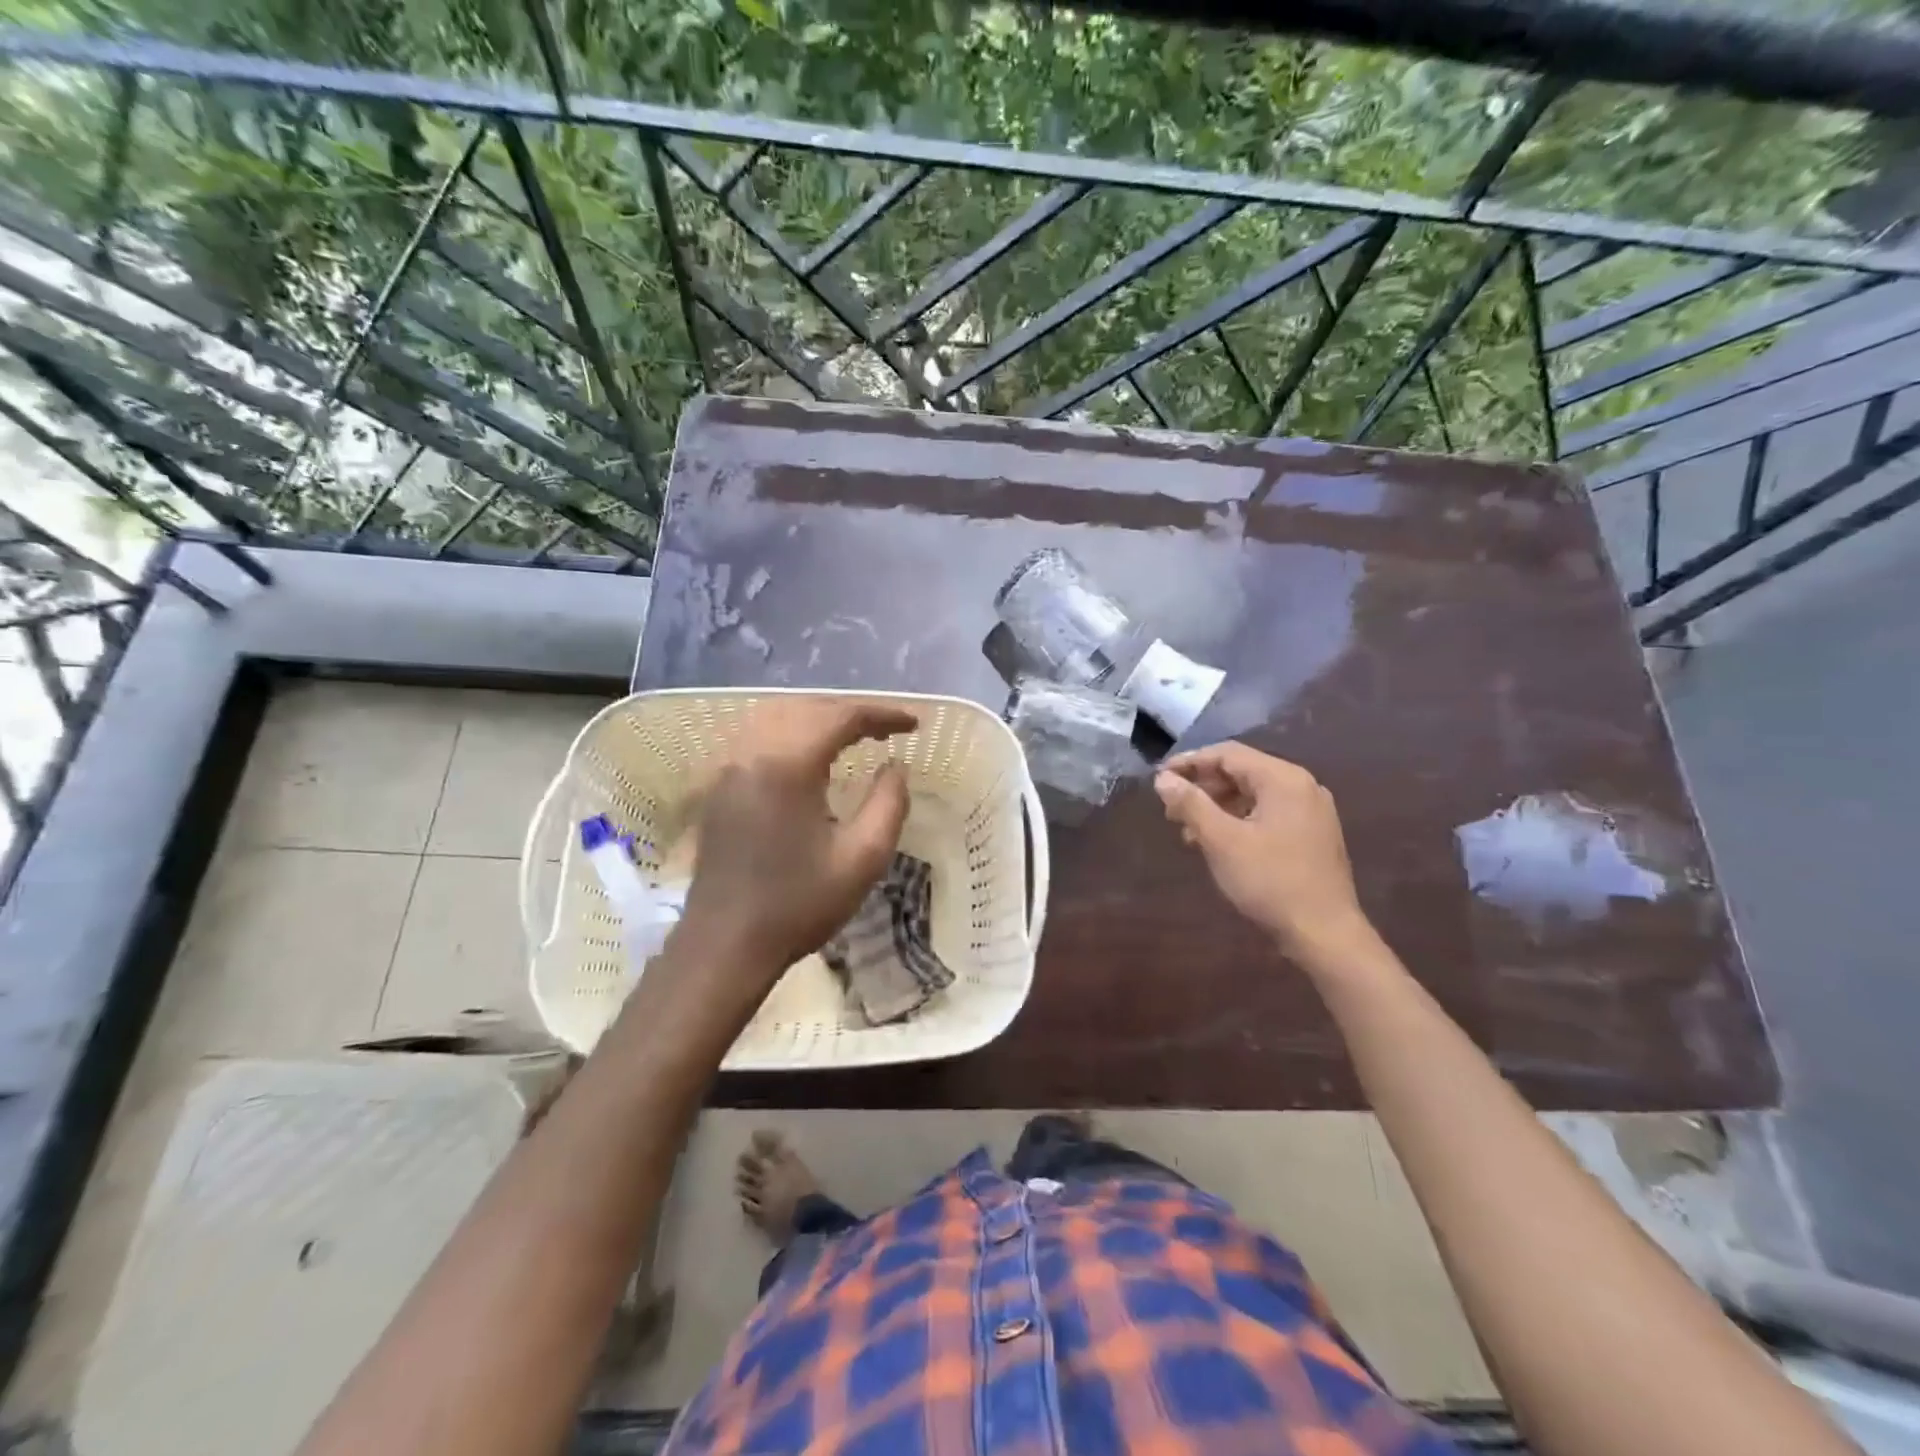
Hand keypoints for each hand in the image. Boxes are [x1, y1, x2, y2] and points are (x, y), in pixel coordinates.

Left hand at [675, 699, 916, 988]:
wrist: (725, 944)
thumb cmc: (798, 904)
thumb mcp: (862, 859)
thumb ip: (889, 804)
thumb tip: (896, 767)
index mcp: (787, 765)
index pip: (840, 717)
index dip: (882, 714)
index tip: (914, 724)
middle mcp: (752, 752)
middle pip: (807, 708)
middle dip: (851, 712)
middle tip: (887, 730)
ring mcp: (729, 767)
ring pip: (778, 715)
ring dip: (819, 717)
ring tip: (853, 735)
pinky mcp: (718, 785)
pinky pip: (757, 735)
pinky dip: (791, 730)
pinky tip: (809, 753)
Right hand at [1154, 742, 1371, 966]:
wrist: (1325, 934)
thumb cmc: (1270, 881)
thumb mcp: (1221, 840)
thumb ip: (1190, 803)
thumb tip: (1163, 779)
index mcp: (1283, 779)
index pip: (1227, 754)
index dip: (1189, 762)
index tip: (1159, 779)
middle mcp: (1302, 786)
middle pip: (1242, 771)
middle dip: (1202, 787)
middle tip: (1171, 809)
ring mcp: (1311, 811)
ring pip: (1253, 794)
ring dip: (1217, 806)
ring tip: (1188, 830)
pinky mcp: (1312, 834)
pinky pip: (1267, 813)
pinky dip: (1238, 820)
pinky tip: (1217, 843)